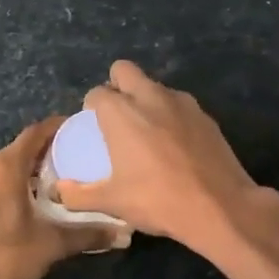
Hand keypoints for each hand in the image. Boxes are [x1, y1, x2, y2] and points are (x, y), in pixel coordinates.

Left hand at [0, 116, 117, 278]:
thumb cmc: (5, 258)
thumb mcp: (51, 245)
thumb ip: (88, 233)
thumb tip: (124, 233)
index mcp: (5, 166)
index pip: (36, 133)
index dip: (59, 128)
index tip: (81, 131)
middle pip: (21, 150)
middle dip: (48, 154)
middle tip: (76, 165)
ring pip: (4, 167)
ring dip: (28, 172)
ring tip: (56, 188)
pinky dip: (10, 185)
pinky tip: (27, 205)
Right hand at [53, 60, 272, 253]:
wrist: (220, 207)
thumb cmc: (158, 200)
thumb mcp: (112, 202)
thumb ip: (79, 194)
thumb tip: (59, 191)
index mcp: (121, 113)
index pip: (97, 93)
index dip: (91, 107)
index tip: (94, 127)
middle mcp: (150, 97)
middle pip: (125, 70)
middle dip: (116, 85)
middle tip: (117, 117)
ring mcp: (182, 104)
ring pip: (155, 86)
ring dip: (146, 99)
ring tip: (147, 132)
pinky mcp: (206, 116)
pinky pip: (180, 105)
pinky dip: (171, 116)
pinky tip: (175, 145)